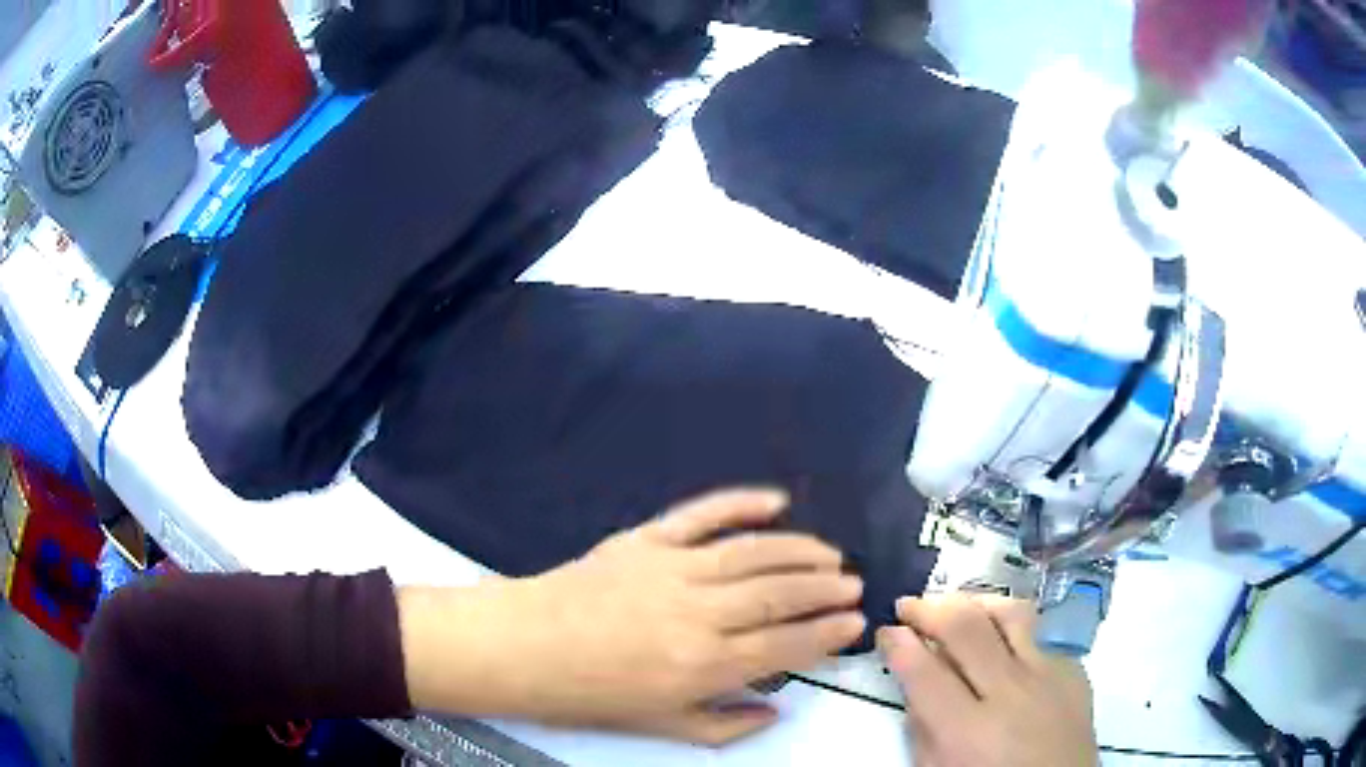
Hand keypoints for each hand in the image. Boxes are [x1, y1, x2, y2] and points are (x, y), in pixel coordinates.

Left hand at [401, 489, 865, 744]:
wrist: (521, 647)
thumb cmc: (587, 694)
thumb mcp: (657, 725)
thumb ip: (722, 722)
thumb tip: (775, 707)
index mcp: (701, 665)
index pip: (784, 645)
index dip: (826, 634)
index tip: (855, 623)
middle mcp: (697, 613)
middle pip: (779, 594)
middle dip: (825, 589)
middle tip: (853, 585)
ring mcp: (672, 569)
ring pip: (754, 552)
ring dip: (800, 551)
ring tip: (831, 555)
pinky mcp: (645, 540)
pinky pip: (702, 514)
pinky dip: (742, 502)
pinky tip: (776, 501)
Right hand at [878, 595, 1096, 766]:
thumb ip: (922, 729)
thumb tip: (914, 682)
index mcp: (967, 731)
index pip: (924, 670)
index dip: (897, 643)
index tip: (886, 632)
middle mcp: (1011, 692)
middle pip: (966, 627)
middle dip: (928, 608)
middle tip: (909, 606)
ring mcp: (1049, 675)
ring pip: (1010, 613)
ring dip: (975, 604)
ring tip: (957, 609)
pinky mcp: (1074, 669)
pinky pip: (1039, 637)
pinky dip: (1012, 634)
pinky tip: (1003, 649)